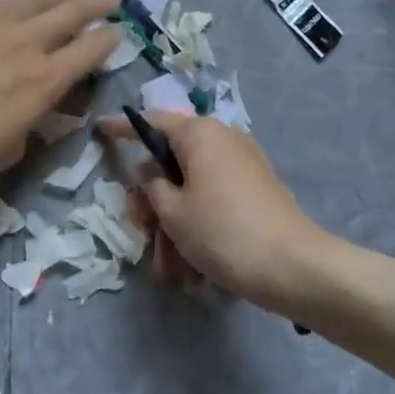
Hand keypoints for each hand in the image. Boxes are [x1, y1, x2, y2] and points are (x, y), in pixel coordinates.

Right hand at [98, 110, 326, 316]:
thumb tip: (149, 170)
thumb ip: (151, 185)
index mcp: (199, 134)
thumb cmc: (222, 232)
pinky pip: (215, 201)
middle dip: (153, 202)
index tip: (100, 129)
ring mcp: (243, 164)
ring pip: (193, 189)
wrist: (293, 267)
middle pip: (172, 162)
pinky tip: (195, 271)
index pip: (151, 122)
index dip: (123, 128)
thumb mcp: (172, 212)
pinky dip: (199, 228)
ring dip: (176, 227)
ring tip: (172, 272)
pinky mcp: (257, 189)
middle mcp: (222, 139)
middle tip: (142, 232)